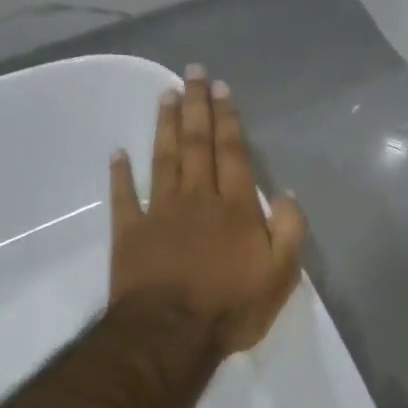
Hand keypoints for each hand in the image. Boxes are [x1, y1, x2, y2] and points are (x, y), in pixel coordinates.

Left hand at [109, 66, 306, 354]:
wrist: (171, 334)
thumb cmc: (231, 307)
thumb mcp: (281, 275)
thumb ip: (289, 230)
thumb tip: (286, 193)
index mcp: (236, 208)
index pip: (233, 154)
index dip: (229, 120)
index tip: (222, 90)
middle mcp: (197, 199)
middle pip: (197, 145)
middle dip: (197, 107)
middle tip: (194, 73)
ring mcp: (160, 213)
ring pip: (163, 159)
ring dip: (165, 126)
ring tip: (166, 95)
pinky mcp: (130, 233)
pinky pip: (124, 196)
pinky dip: (120, 173)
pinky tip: (118, 152)